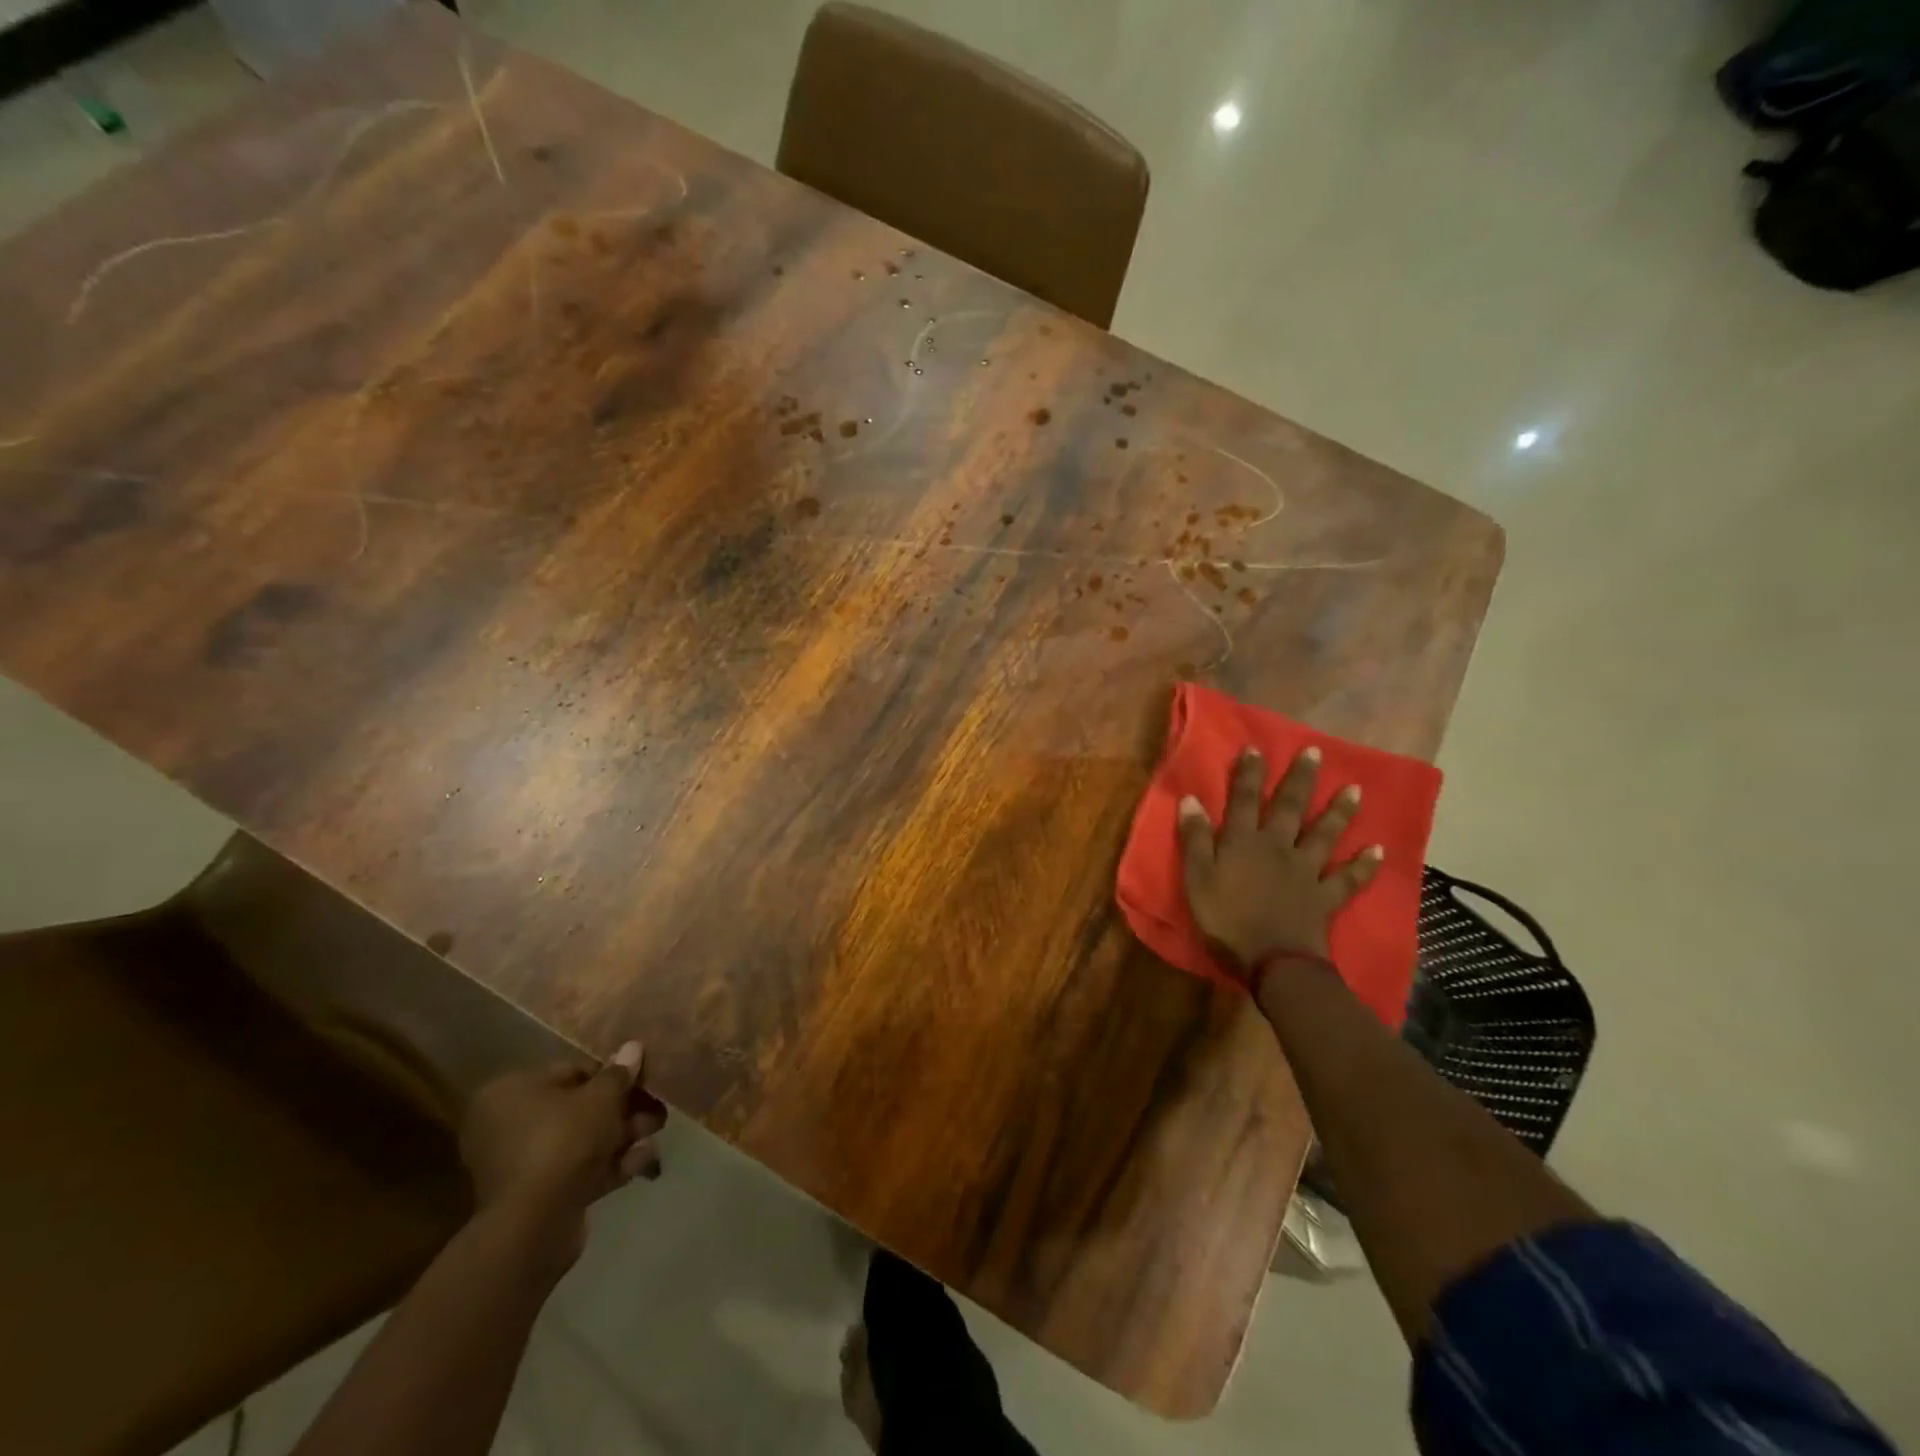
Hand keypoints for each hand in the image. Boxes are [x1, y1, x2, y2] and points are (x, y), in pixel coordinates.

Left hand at [459, 1042, 666, 1266]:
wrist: (535, 1224)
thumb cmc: (564, 1141)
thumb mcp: (602, 1097)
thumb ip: (619, 1073)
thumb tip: (632, 1047)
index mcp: (511, 1091)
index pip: (571, 1071)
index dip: (612, 1076)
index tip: (642, 1083)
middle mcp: (506, 1124)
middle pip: (578, 1108)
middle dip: (621, 1111)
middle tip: (656, 1114)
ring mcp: (517, 1164)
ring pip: (580, 1141)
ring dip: (620, 1138)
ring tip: (653, 1137)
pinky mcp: (532, 1198)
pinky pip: (574, 1171)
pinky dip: (606, 1166)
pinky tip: (640, 1162)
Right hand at [1177, 745, 1383, 971]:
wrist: (1272, 961)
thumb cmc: (1226, 920)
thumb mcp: (1197, 878)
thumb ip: (1195, 839)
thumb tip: (1191, 800)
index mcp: (1243, 842)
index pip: (1244, 800)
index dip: (1248, 774)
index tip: (1255, 749)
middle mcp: (1278, 847)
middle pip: (1290, 808)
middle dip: (1300, 779)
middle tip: (1314, 753)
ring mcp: (1306, 871)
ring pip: (1324, 835)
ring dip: (1339, 812)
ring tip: (1355, 789)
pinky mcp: (1325, 897)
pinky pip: (1348, 879)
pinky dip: (1364, 865)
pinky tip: (1378, 850)